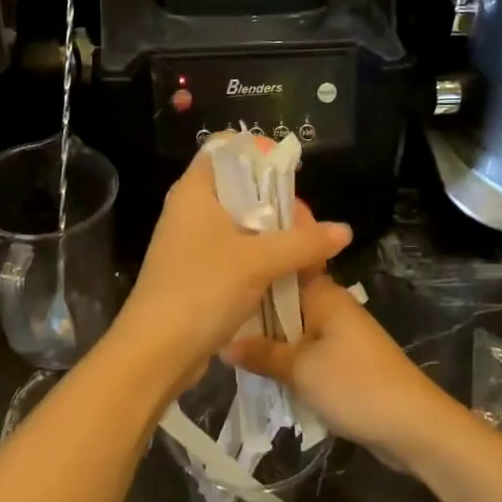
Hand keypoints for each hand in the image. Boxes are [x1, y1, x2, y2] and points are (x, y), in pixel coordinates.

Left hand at [112, 135, 351, 374]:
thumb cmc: (203, 289)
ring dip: (273, 236)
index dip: (260, 154)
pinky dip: (260, 259)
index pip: (226, 149)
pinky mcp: (197, 273)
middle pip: (240, 188)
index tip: (292, 173)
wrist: (156, 351)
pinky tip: (286, 274)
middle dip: (277, 203)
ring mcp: (192, 244)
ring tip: (305, 252)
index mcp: (195, 191)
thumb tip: (344, 231)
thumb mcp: (259, 262)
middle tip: (307, 225)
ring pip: (240, 225)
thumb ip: (304, 243)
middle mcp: (190, 211)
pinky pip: (235, 254)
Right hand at [222, 273, 451, 458]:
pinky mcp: (342, 361)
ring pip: (291, 327)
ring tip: (223, 337)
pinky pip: (303, 350)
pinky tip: (256, 366)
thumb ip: (262, 354)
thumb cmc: (355, 386)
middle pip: (283, 298)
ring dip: (266, 336)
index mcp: (324, 295)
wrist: (412, 426)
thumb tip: (224, 344)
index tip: (224, 260)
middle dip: (253, 306)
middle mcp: (331, 307)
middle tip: (211, 308)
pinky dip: (283, 357)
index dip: (258, 260)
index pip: (285, 264)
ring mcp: (338, 335)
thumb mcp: (300, 369)